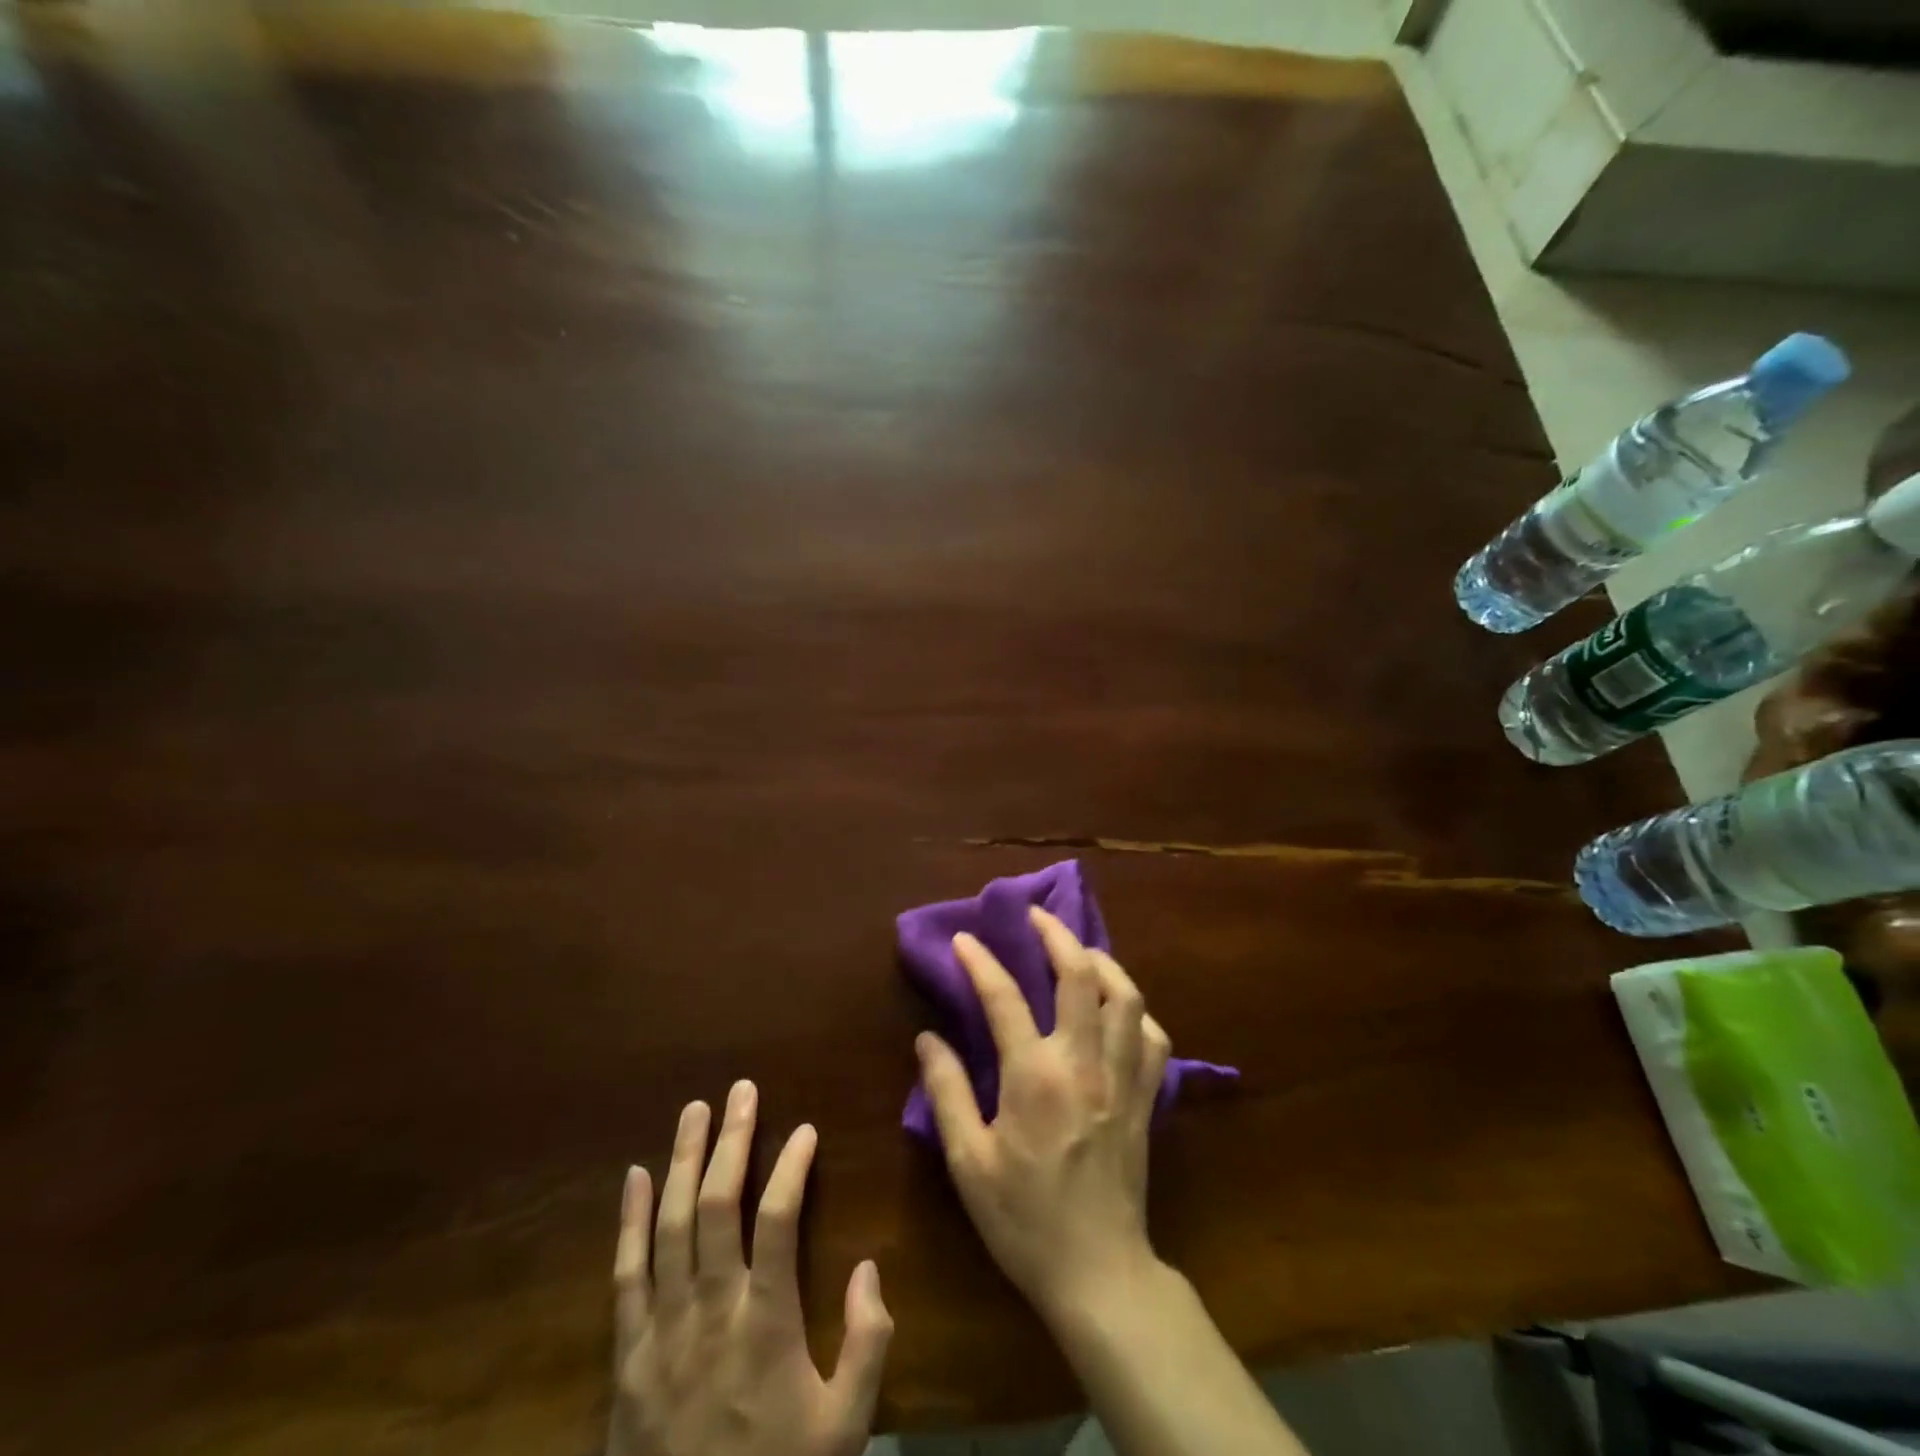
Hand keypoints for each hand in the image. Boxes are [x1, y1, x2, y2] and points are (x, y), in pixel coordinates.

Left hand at [609, 1083, 892, 1455]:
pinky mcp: (628, 1356)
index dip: (791, 1168)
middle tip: (742, 1090)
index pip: (777, 1220)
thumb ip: (867, 1345)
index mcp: (765, 1326)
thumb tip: (869, 1267)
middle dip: (733, 1141)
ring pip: (670, 1227)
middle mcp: (710, 1313)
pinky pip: (626, 1275)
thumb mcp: (845, 1431)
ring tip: (696, 1110)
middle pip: (718, 1207)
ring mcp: (662, 1332)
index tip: (805, 1130)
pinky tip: (635, 1176)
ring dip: (683, 1162)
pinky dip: (630, 1221)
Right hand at [915, 907, 1171, 1323]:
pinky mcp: (1147, 1098)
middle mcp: (1084, 1063)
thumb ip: (947, 1092)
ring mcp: (1123, 1078)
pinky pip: (1153, 1037)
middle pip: (1080, 975)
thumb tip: (928, 1038)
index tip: (965, 939)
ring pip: (1127, 996)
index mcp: (1035, 1077)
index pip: (1004, 998)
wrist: (1099, 1273)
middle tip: (1036, 915)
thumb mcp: (969, 1162)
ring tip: (1078, 951)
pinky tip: (1118, 1009)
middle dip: (1057, 934)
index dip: (981, 961)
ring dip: (1102, 961)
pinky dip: (1136, 1011)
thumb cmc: (1024, 1220)